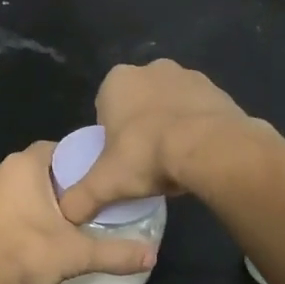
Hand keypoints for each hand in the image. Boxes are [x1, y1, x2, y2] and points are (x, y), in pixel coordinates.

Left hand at [0, 141, 157, 283]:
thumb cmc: (27, 255)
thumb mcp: (78, 254)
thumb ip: (116, 252)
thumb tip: (152, 256)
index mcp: (22, 166)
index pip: (52, 150)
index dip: (70, 163)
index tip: (84, 183)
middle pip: (28, 169)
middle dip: (46, 185)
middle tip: (68, 208)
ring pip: (4, 188)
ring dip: (20, 200)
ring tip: (41, 225)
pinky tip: (12, 238)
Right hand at [58, 60, 258, 224]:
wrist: (210, 149)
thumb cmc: (147, 155)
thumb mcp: (105, 183)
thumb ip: (80, 198)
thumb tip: (67, 214)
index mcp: (118, 80)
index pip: (105, 108)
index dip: (111, 135)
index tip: (120, 160)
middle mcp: (152, 69)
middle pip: (139, 104)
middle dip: (141, 126)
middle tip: (146, 161)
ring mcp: (189, 75)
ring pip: (170, 105)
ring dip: (170, 125)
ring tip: (174, 161)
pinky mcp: (218, 89)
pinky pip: (199, 111)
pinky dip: (197, 128)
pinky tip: (198, 154)